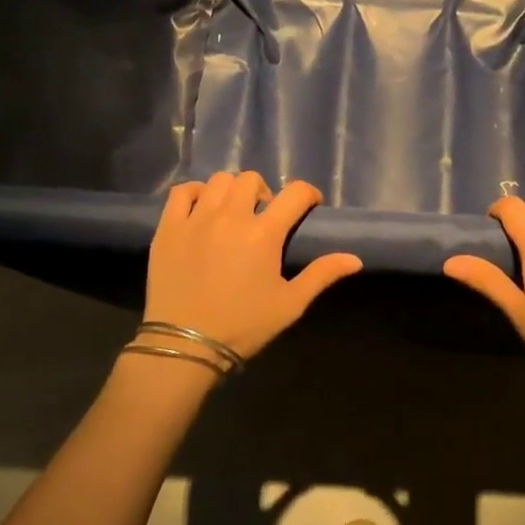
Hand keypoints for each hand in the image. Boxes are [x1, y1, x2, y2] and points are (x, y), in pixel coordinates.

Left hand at [142, 172, 362, 361]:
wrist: (186, 345)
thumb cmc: (243, 326)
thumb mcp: (290, 304)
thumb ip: (322, 275)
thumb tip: (355, 259)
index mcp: (264, 234)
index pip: (295, 193)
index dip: (308, 194)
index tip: (309, 206)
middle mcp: (230, 217)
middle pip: (251, 179)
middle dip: (265, 192)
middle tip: (264, 215)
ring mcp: (196, 219)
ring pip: (218, 181)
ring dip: (232, 191)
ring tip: (233, 212)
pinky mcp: (168, 227)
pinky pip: (181, 192)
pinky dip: (196, 193)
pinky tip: (201, 209)